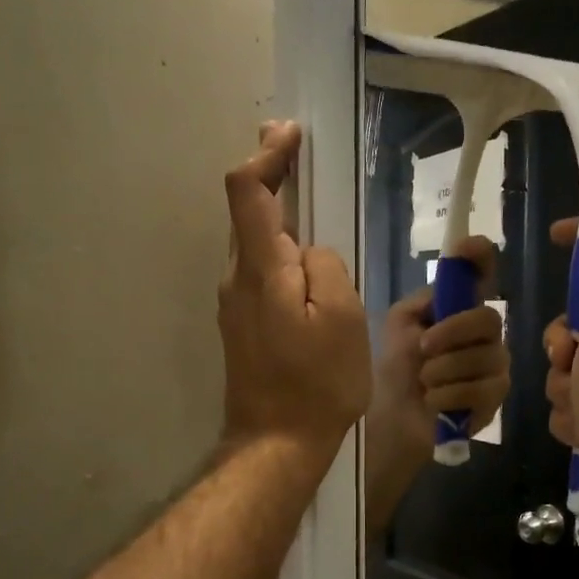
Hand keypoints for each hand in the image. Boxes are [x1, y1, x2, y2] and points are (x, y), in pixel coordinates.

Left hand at [218, 122, 371, 458]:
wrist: (276, 443)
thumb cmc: (317, 382)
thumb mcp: (343, 317)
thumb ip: (326, 266)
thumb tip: (310, 252)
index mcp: (261, 269)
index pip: (248, 191)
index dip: (267, 154)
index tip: (290, 135)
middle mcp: (237, 278)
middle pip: (246, 212)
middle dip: (270, 177)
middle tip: (297, 152)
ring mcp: (234, 304)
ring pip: (253, 244)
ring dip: (277, 216)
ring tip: (312, 207)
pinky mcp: (241, 326)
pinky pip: (260, 273)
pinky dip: (278, 251)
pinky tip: (306, 267)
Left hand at [364, 236, 508, 528]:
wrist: (387, 423)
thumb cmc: (390, 372)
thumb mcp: (399, 327)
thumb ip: (424, 302)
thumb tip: (446, 288)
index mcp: (458, 311)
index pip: (481, 274)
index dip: (479, 256)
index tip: (467, 249)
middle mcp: (483, 336)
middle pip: (488, 318)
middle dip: (452, 332)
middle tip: (423, 349)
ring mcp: (493, 368)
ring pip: (485, 356)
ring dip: (443, 370)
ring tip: (424, 383)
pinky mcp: (494, 401)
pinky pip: (482, 388)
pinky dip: (449, 395)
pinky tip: (433, 403)